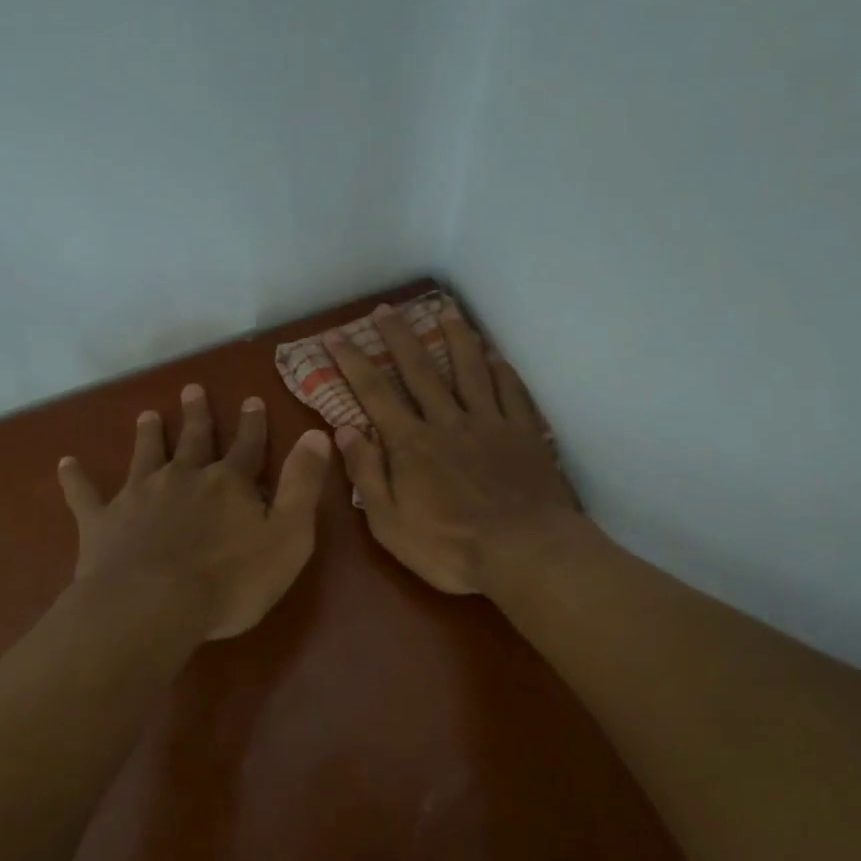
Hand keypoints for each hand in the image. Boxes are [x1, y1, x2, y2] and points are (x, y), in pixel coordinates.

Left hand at [57, 386, 331, 639]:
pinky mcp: (103, 522)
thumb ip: (303, 485)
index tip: (251, 399)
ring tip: (147, 414)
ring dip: (147, 435)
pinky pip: (85, 495)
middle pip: (193, 441)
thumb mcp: (288, 535)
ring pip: (145, 456)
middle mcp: (183, 478)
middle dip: (196, 416)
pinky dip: (75, 478)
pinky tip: (65, 463)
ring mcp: (139, 497)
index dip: (252, 424)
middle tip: (192, 389)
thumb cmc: (231, 580)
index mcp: (228, 484)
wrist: (153, 606)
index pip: (247, 446)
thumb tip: (318, 434)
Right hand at [325, 302, 580, 595]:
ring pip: (470, 370)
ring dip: (456, 338)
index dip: (353, 363)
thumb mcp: (390, 524)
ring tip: (446, 311)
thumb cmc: (450, 547)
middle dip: (399, 337)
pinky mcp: (524, 434)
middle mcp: (448, 422)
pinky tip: (495, 356)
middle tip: (386, 309)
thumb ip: (367, 474)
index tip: (335, 336)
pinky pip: (511, 392)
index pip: (375, 394)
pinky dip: (502, 370)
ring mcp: (490, 423)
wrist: (525, 552)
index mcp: (412, 444)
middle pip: (421, 370)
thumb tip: (345, 430)